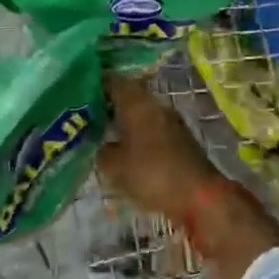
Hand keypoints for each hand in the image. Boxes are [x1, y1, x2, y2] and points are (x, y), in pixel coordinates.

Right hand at [98, 75, 278, 278]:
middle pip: (128, 96)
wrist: (201, 197)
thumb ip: (101, 151)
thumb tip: (100, 145)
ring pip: (141, 113)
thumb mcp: (114, 166)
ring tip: (102, 134)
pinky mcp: (181, 140)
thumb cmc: (153, 174)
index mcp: (137, 103)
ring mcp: (171, 122)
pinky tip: (125, 150)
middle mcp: (156, 105)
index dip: (94, 83)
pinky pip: (151, 130)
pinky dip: (137, 135)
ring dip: (124, 121)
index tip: (77, 91)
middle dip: (108, 104)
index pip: (112, 81)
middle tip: (86, 115)